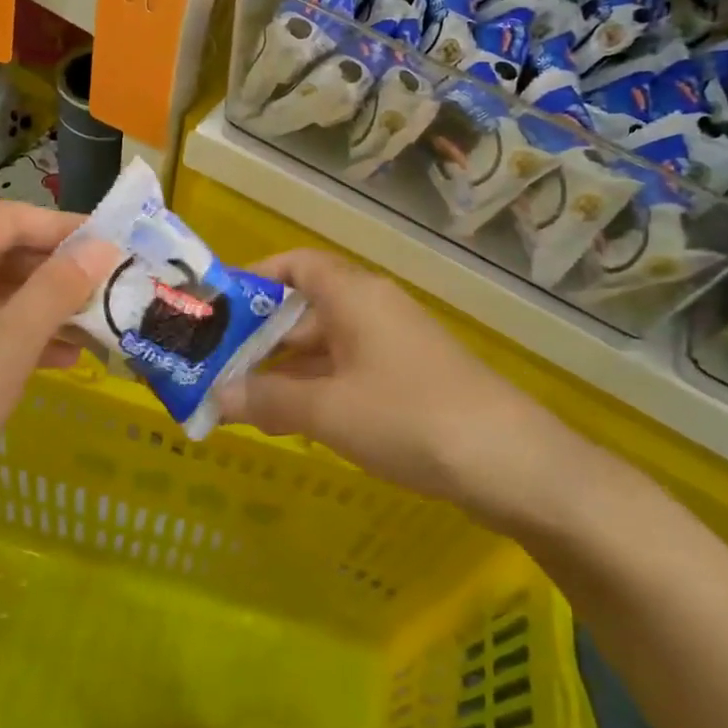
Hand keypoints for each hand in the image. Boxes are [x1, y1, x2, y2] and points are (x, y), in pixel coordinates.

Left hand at [0, 203, 114, 557]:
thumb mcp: (8, 344)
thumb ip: (57, 289)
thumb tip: (102, 247)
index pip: (7, 219)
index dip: (63, 227)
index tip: (114, 246)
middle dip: (57, 271)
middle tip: (111, 288)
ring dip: (44, 308)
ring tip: (98, 327)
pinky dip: (18, 338)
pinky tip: (62, 360)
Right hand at [220, 249, 557, 508]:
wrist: (511, 462)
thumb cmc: (409, 417)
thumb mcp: (329, 410)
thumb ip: (268, 399)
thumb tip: (216, 395)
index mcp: (354, 295)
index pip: (296, 265)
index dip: (256, 279)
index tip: (217, 310)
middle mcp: (373, 309)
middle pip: (306, 309)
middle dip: (260, 338)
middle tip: (215, 369)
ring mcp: (394, 345)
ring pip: (326, 346)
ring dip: (285, 370)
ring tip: (239, 401)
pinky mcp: (409, 380)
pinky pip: (349, 372)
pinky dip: (317, 389)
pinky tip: (291, 422)